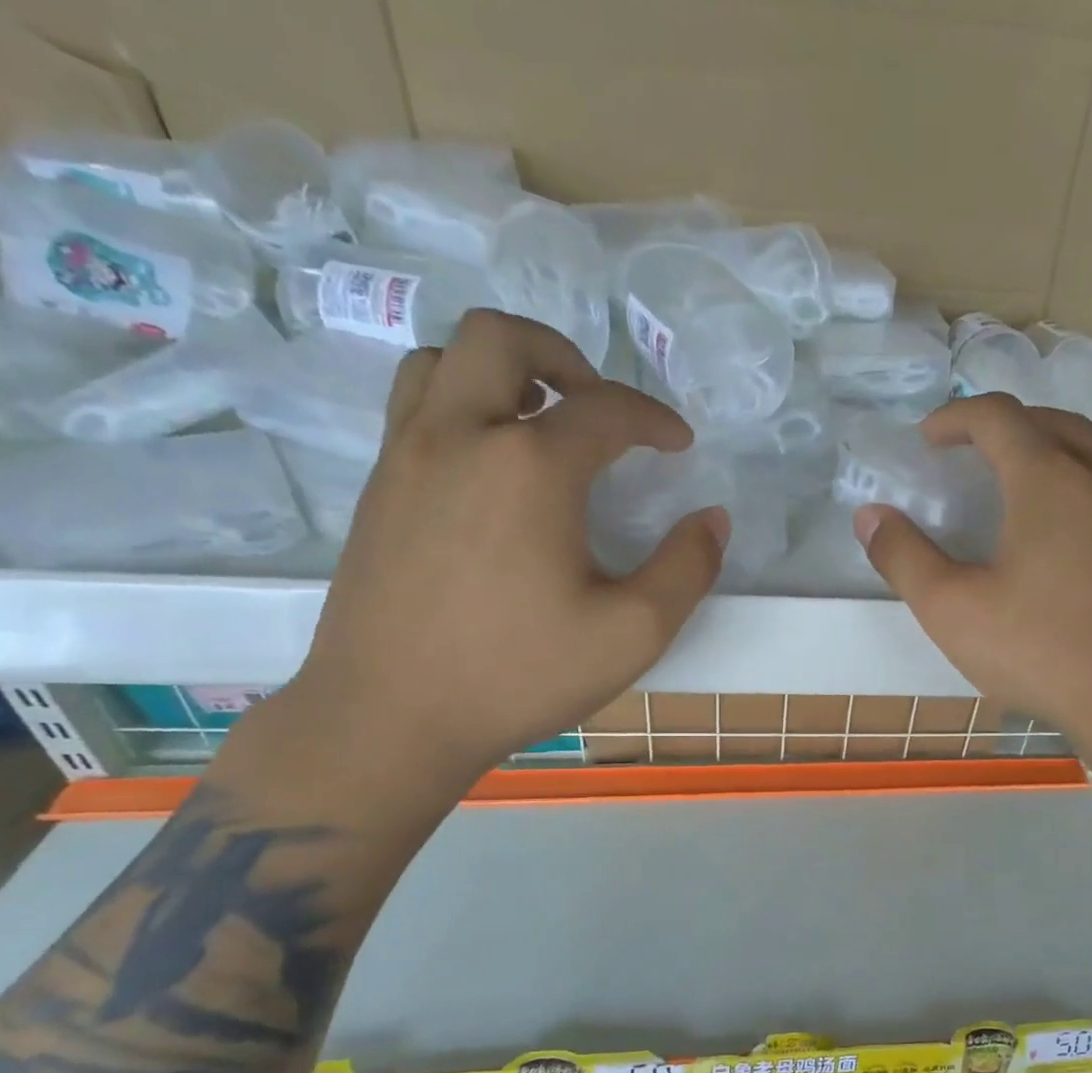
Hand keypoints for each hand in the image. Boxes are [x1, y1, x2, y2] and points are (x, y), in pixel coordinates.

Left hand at [285, 310, 727, 787]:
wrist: (391, 716)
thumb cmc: (519, 674)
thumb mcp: (632, 632)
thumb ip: (686, 569)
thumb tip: (713, 520)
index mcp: (530, 466)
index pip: (605, 409)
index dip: (654, 418)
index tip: (679, 445)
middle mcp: (460, 436)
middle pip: (502, 337)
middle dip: (565, 356)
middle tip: (599, 407)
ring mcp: (406, 457)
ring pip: (443, 359)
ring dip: (502, 371)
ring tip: (540, 421)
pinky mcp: (378, 489)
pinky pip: (415, 406)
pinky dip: (460, 404)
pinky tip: (491, 466)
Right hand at [855, 395, 1091, 749]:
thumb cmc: (1041, 652)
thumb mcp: (953, 610)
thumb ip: (904, 558)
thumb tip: (870, 517)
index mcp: (1049, 481)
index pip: (999, 417)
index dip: (955, 418)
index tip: (926, 440)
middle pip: (1049, 422)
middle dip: (1002, 425)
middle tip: (967, 452)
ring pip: (1087, 453)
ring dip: (1043, 450)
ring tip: (1008, 485)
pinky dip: (1072, 485)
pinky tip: (1053, 536)